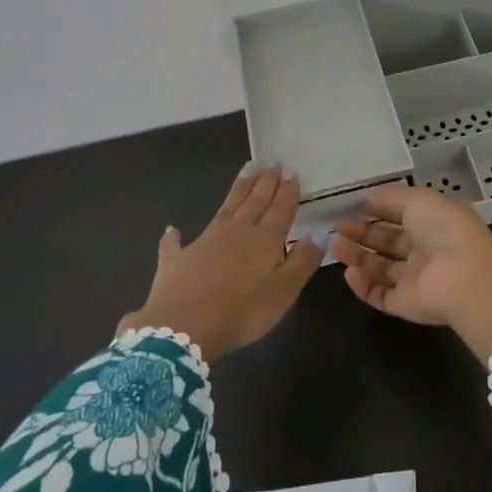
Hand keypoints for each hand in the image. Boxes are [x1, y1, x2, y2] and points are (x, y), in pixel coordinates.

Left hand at [118, 164, 322, 363]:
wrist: (184, 328)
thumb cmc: (243, 312)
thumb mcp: (284, 291)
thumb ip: (302, 261)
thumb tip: (318, 234)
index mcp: (264, 240)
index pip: (280, 209)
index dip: (288, 192)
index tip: (292, 173)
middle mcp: (235, 232)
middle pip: (254, 201)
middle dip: (265, 182)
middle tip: (272, 163)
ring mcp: (204, 242)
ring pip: (225, 209)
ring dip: (237, 190)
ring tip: (246, 172)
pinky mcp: (176, 259)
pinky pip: (175, 243)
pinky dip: (174, 236)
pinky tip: (172, 230)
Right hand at [332, 185, 491, 356]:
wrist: (465, 277)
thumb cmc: (444, 229)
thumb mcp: (418, 200)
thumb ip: (391, 198)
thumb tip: (368, 198)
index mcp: (434, 224)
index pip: (402, 217)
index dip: (379, 212)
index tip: (354, 207)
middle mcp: (426, 252)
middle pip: (388, 244)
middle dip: (362, 234)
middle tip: (337, 228)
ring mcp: (416, 280)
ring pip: (381, 269)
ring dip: (358, 257)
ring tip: (335, 246)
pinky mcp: (406, 304)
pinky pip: (380, 295)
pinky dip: (363, 286)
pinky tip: (348, 272)